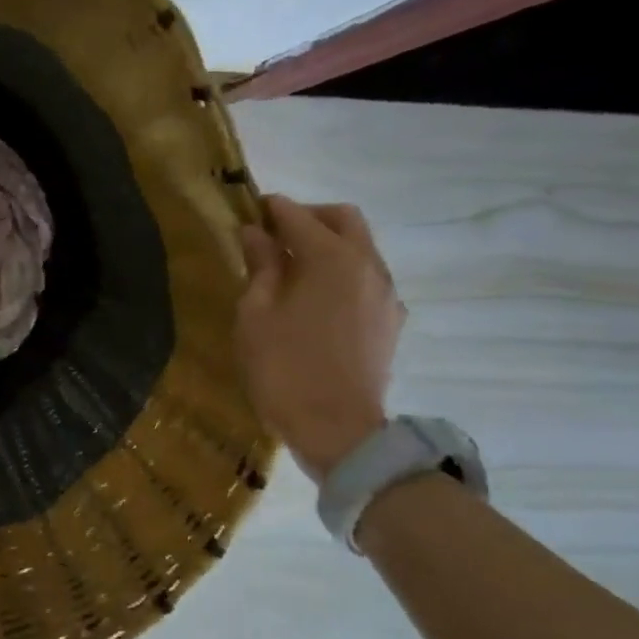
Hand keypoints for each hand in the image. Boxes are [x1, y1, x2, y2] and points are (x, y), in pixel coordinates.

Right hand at [235, 196, 403, 480]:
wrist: (337, 429)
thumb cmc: (283, 367)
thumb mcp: (256, 313)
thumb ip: (260, 266)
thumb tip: (257, 234)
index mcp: (331, 258)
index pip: (297, 216)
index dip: (271, 209)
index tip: (248, 210)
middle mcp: (368, 266)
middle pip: (343, 219)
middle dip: (308, 217)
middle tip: (273, 233)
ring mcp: (385, 294)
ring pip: (360, 247)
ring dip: (328, 244)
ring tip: (291, 267)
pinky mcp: (390, 320)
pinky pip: (366, 277)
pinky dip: (341, 272)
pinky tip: (315, 297)